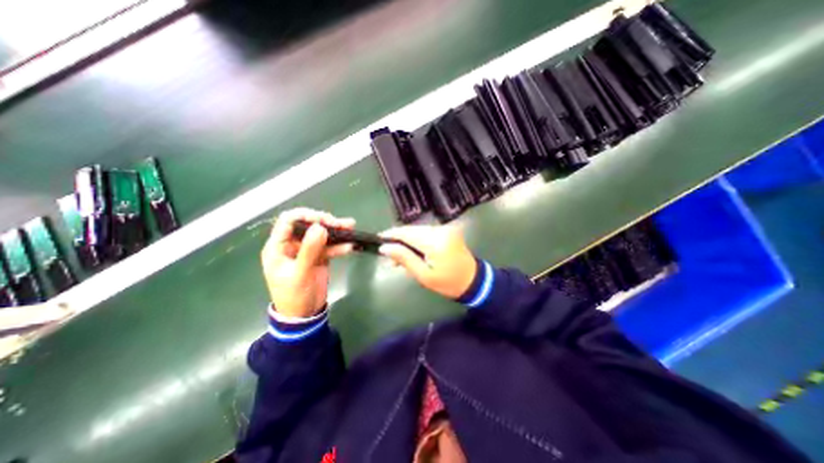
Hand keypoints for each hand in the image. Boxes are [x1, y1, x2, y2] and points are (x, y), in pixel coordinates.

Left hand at [262, 207, 354, 317]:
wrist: (304, 315)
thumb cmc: (294, 295)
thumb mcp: (300, 273)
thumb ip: (309, 250)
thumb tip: (320, 227)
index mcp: (279, 246)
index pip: (288, 221)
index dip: (305, 216)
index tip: (323, 220)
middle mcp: (293, 244)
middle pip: (308, 225)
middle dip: (325, 223)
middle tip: (340, 224)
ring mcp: (308, 250)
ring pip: (322, 235)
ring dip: (336, 232)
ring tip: (351, 227)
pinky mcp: (320, 257)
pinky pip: (330, 247)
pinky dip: (340, 246)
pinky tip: (351, 246)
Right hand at [378, 225, 476, 298]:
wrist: (473, 281)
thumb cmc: (448, 283)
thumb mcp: (424, 275)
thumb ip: (404, 258)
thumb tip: (385, 247)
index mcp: (435, 241)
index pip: (407, 233)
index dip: (391, 234)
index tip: (378, 239)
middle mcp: (440, 230)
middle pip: (412, 230)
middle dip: (399, 240)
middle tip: (388, 255)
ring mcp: (445, 229)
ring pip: (418, 230)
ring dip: (407, 241)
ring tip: (399, 258)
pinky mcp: (447, 231)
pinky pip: (426, 233)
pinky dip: (417, 241)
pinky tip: (412, 253)